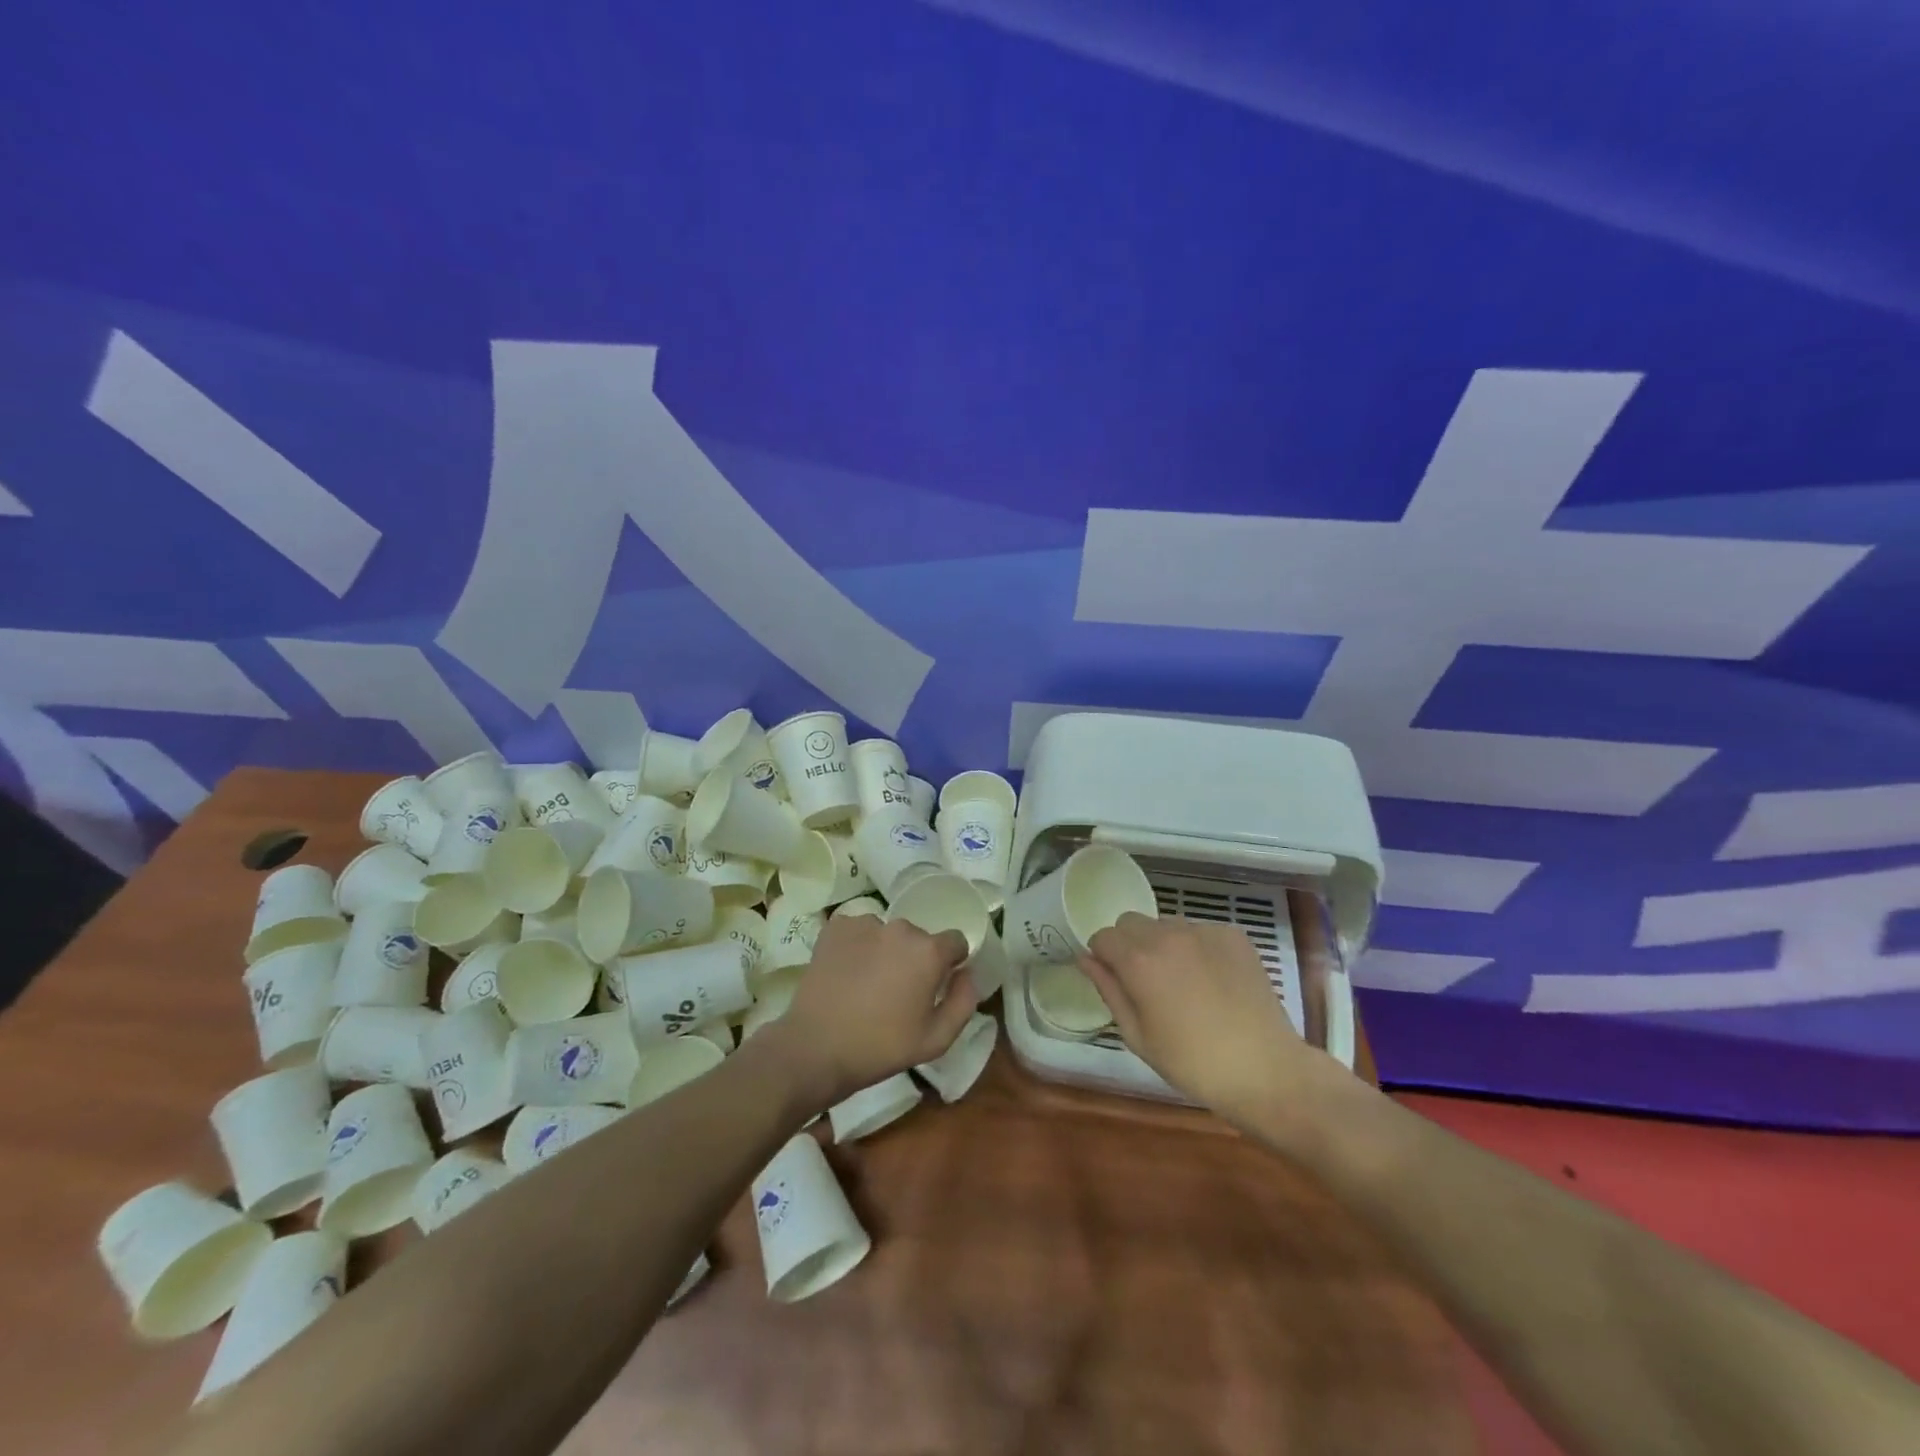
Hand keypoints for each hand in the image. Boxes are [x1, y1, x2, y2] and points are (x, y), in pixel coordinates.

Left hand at [762, 914, 974, 1108]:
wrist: (815, 1047)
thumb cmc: (881, 1047)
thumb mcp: (936, 1040)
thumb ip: (963, 1001)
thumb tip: (966, 974)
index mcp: (928, 951)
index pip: (956, 941)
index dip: (951, 963)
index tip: (936, 985)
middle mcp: (900, 927)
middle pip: (919, 938)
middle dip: (915, 959)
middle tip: (898, 992)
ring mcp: (865, 923)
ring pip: (888, 934)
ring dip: (886, 951)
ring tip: (867, 984)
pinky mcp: (836, 927)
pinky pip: (859, 931)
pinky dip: (858, 946)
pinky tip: (847, 972)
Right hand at [1079, 914, 1320, 1123]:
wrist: (1265, 1070)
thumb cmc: (1192, 1063)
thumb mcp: (1138, 1035)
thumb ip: (1108, 990)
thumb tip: (1086, 960)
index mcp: (1138, 961)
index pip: (1102, 936)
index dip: (1103, 957)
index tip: (1116, 980)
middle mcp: (1167, 935)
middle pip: (1131, 922)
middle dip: (1129, 945)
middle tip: (1147, 982)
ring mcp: (1203, 931)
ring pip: (1166, 924)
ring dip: (1163, 943)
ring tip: (1183, 982)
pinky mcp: (1233, 935)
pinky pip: (1200, 930)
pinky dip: (1197, 948)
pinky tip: (1213, 980)